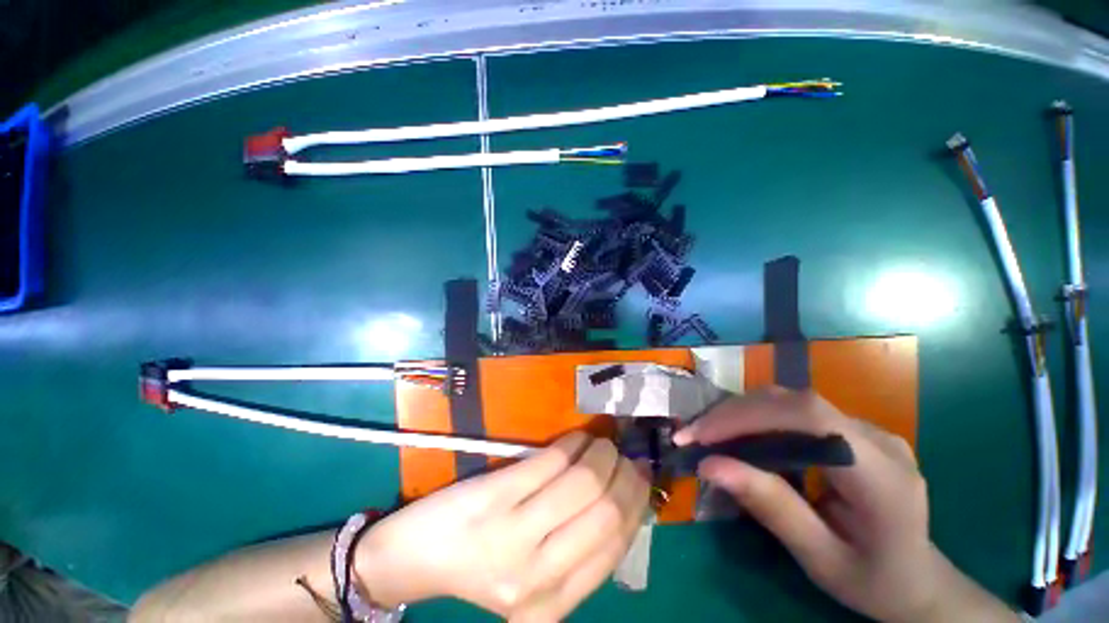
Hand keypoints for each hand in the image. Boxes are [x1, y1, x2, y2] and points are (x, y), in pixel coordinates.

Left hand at [355, 432, 650, 620]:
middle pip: (605, 513)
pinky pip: (549, 462)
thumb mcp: (535, 578)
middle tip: (624, 455)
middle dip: (624, 475)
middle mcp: (537, 576)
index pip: (615, 547)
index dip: (636, 505)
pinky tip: (577, 438)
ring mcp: (512, 534)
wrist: (418, 555)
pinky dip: (571, 444)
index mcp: (552, 604)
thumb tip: (622, 501)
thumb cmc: (482, 565)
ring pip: (582, 482)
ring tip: (602, 443)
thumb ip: (576, 552)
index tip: (641, 478)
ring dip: (601, 454)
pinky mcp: (494, 496)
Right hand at [674, 388, 1017, 622]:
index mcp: (882, 475)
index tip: (702, 436)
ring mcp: (867, 429)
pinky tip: (738, 435)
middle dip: (735, 412)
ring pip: (791, 401)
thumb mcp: (821, 558)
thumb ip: (771, 508)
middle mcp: (878, 438)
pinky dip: (756, 417)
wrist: (920, 582)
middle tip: (694, 434)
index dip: (748, 416)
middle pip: (794, 402)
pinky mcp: (853, 430)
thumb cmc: (874, 582)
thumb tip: (710, 465)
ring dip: (741, 412)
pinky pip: (795, 411)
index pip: (809, 418)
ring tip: (707, 433)